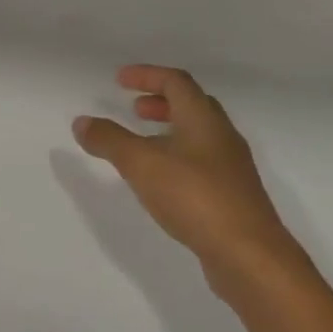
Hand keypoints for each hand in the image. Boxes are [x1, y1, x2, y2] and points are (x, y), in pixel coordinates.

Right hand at [73, 66, 305, 299]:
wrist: (250, 257)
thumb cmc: (195, 197)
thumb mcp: (141, 164)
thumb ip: (109, 140)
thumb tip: (82, 121)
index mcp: (203, 120)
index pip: (176, 82)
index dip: (147, 75)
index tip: (120, 80)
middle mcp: (222, 137)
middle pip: (192, 105)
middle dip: (161, 101)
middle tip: (134, 108)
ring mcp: (231, 169)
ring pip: (199, 136)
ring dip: (169, 130)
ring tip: (142, 145)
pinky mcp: (232, 197)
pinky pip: (202, 163)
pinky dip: (177, 158)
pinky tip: (162, 181)